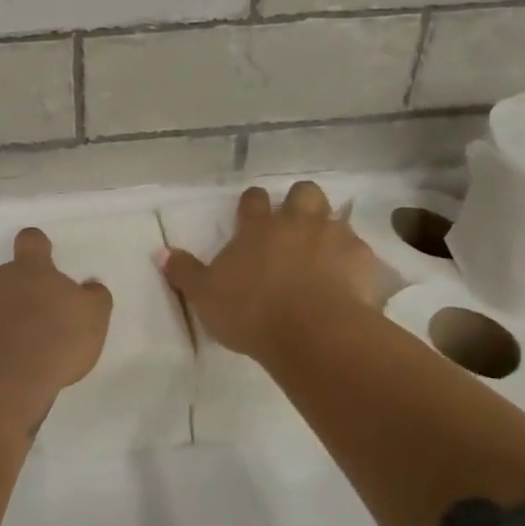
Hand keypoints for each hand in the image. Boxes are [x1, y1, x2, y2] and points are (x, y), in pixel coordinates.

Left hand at [0, 228, 112, 407]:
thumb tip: (91, 286)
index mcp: (31, 269)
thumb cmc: (55, 340)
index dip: (36, 246)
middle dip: (11, 286)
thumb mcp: (93, 318)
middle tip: (29, 314)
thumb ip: (94, 297)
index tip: (43, 259)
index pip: (31, 240)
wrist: (2, 379)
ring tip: (11, 345)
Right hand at [162, 182, 382, 361]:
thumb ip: (184, 272)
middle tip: (293, 226)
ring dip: (328, 230)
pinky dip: (353, 261)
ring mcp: (334, 237)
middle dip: (299, 202)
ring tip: (322, 253)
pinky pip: (361, 251)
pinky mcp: (364, 260)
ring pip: (335, 217)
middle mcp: (297, 223)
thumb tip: (160, 252)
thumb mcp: (205, 296)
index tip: (250, 214)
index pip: (253, 199)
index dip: (252, 204)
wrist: (314, 333)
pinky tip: (348, 281)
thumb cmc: (251, 312)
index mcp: (257, 228)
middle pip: (303, 192)